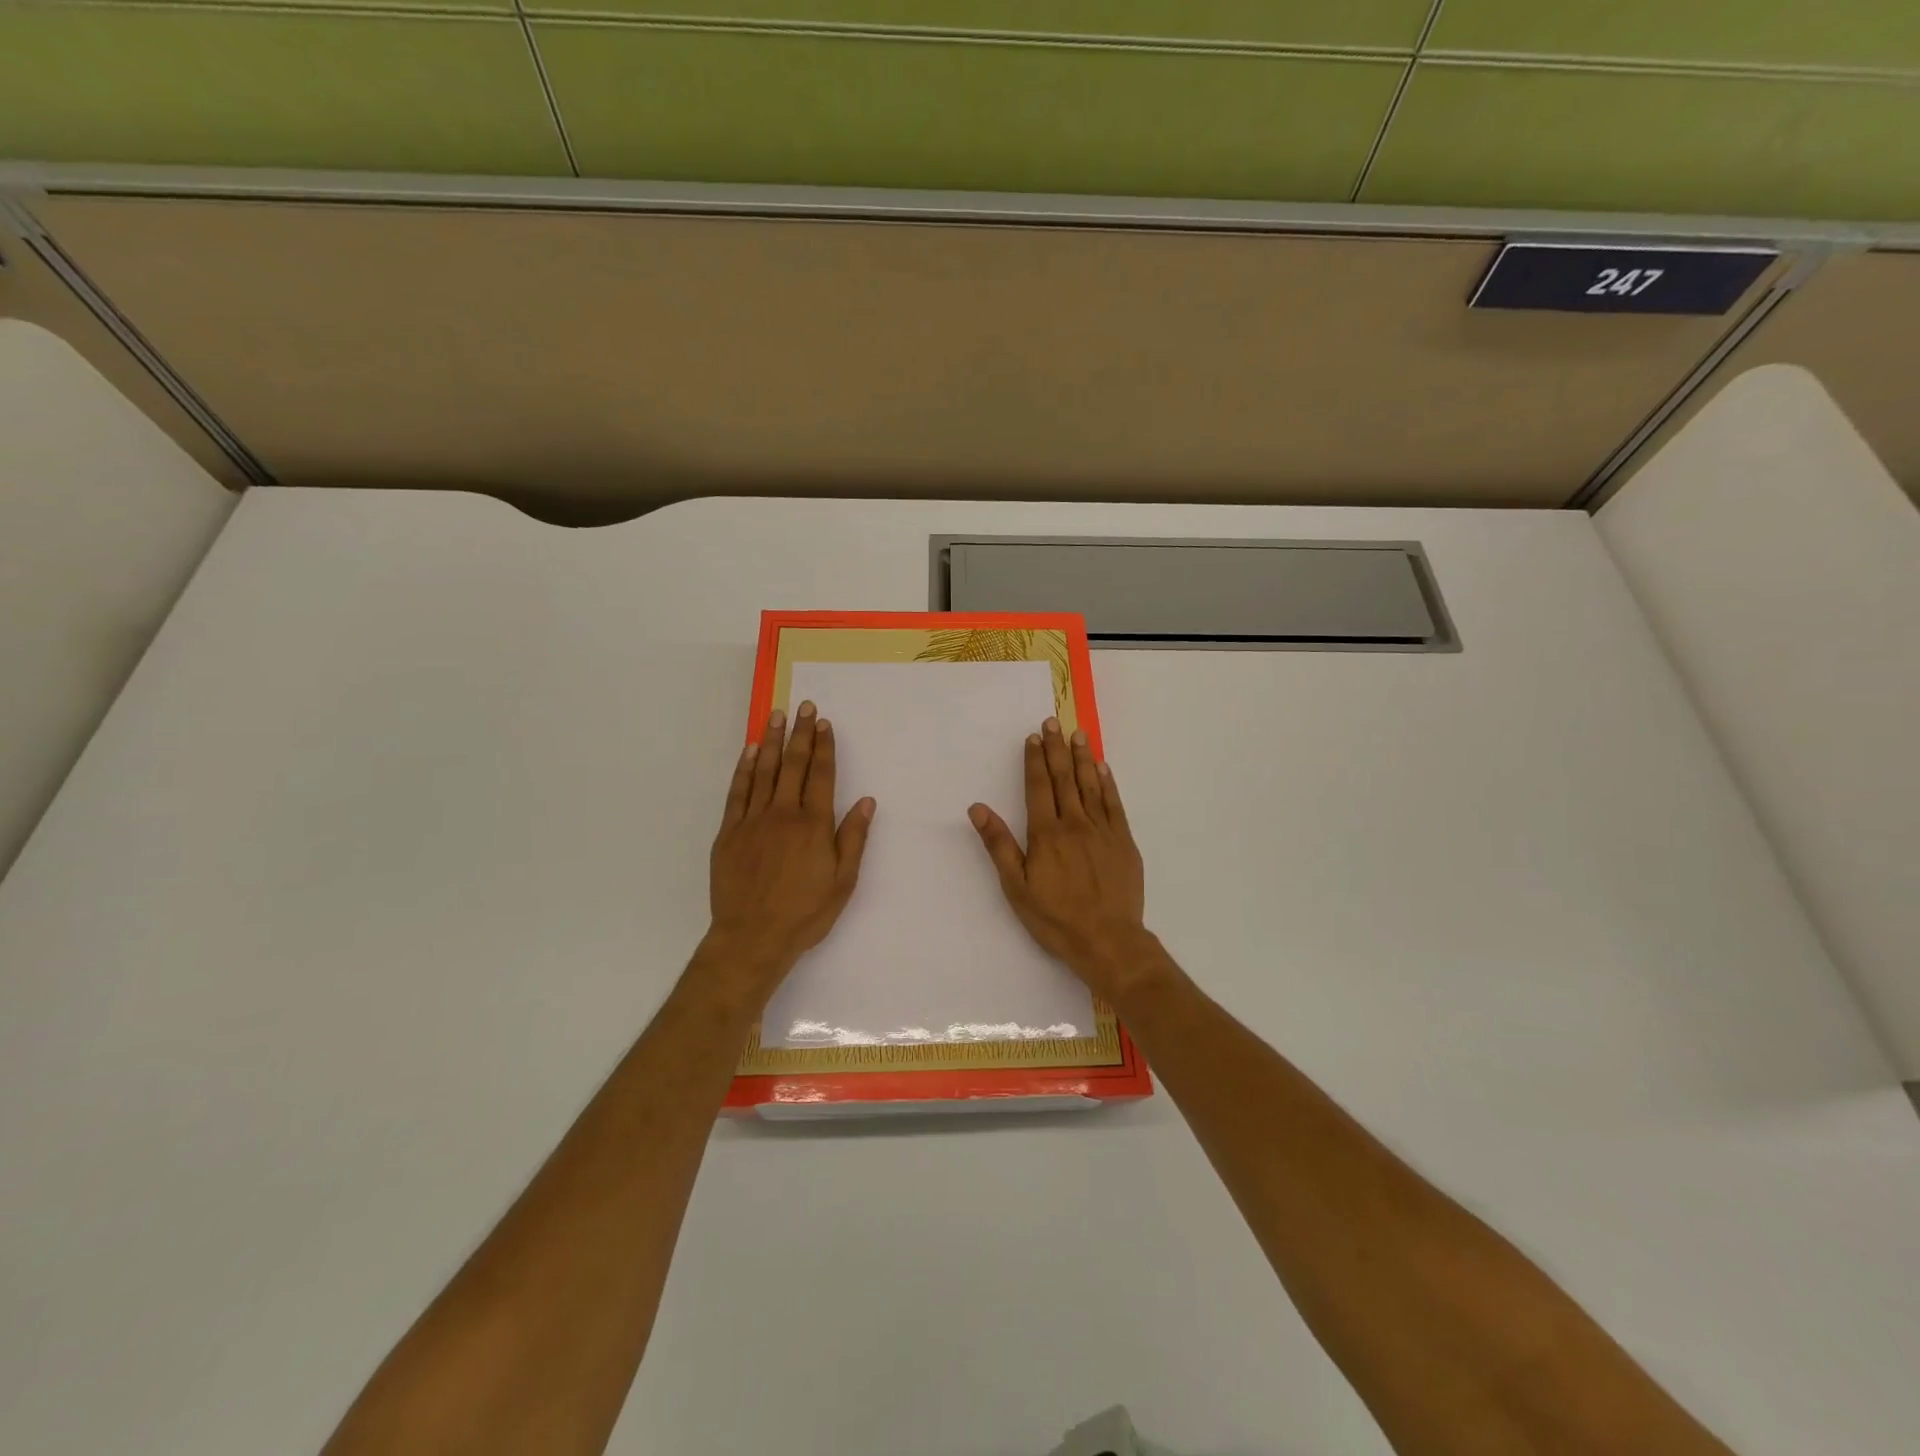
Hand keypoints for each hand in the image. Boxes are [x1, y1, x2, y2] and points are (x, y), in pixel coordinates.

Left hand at [705, 701, 874, 994]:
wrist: (752, 937)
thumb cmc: (805, 913)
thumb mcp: (843, 882)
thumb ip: (853, 838)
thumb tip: (866, 801)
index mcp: (814, 825)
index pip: (821, 775)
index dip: (824, 747)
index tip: (824, 723)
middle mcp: (784, 814)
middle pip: (793, 765)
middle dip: (800, 733)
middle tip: (804, 706)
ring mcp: (753, 821)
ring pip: (763, 771)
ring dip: (771, 741)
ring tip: (776, 715)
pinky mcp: (729, 832)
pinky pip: (737, 792)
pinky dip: (743, 769)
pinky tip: (749, 751)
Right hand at [968, 717, 1153, 999]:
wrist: (1108, 940)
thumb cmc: (1055, 918)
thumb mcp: (1016, 887)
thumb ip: (999, 845)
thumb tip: (978, 808)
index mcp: (1046, 833)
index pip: (1038, 787)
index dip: (1035, 760)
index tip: (1033, 737)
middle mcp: (1075, 823)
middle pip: (1064, 778)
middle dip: (1057, 748)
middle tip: (1054, 721)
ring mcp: (1103, 830)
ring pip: (1091, 785)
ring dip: (1082, 757)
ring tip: (1078, 734)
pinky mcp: (1124, 841)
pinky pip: (1114, 804)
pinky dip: (1107, 783)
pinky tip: (1103, 768)